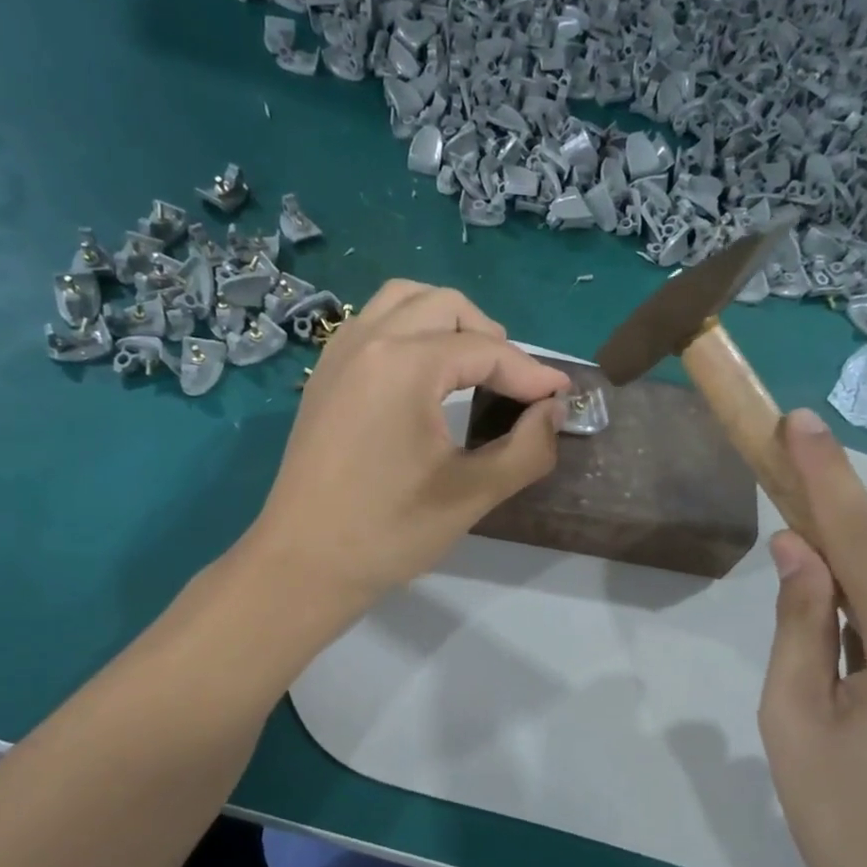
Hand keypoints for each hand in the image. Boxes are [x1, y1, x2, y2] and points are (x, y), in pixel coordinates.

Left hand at [248, 281, 569, 606]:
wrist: (304, 564)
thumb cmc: (389, 532)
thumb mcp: (472, 494)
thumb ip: (527, 448)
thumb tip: (553, 411)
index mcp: (404, 365)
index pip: (485, 350)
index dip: (531, 373)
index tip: (562, 398)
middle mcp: (368, 342)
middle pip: (444, 306)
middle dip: (490, 336)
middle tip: (514, 383)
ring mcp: (339, 355)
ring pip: (403, 302)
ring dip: (446, 322)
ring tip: (472, 367)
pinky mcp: (324, 376)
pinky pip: (373, 324)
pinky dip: (409, 332)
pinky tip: (423, 377)